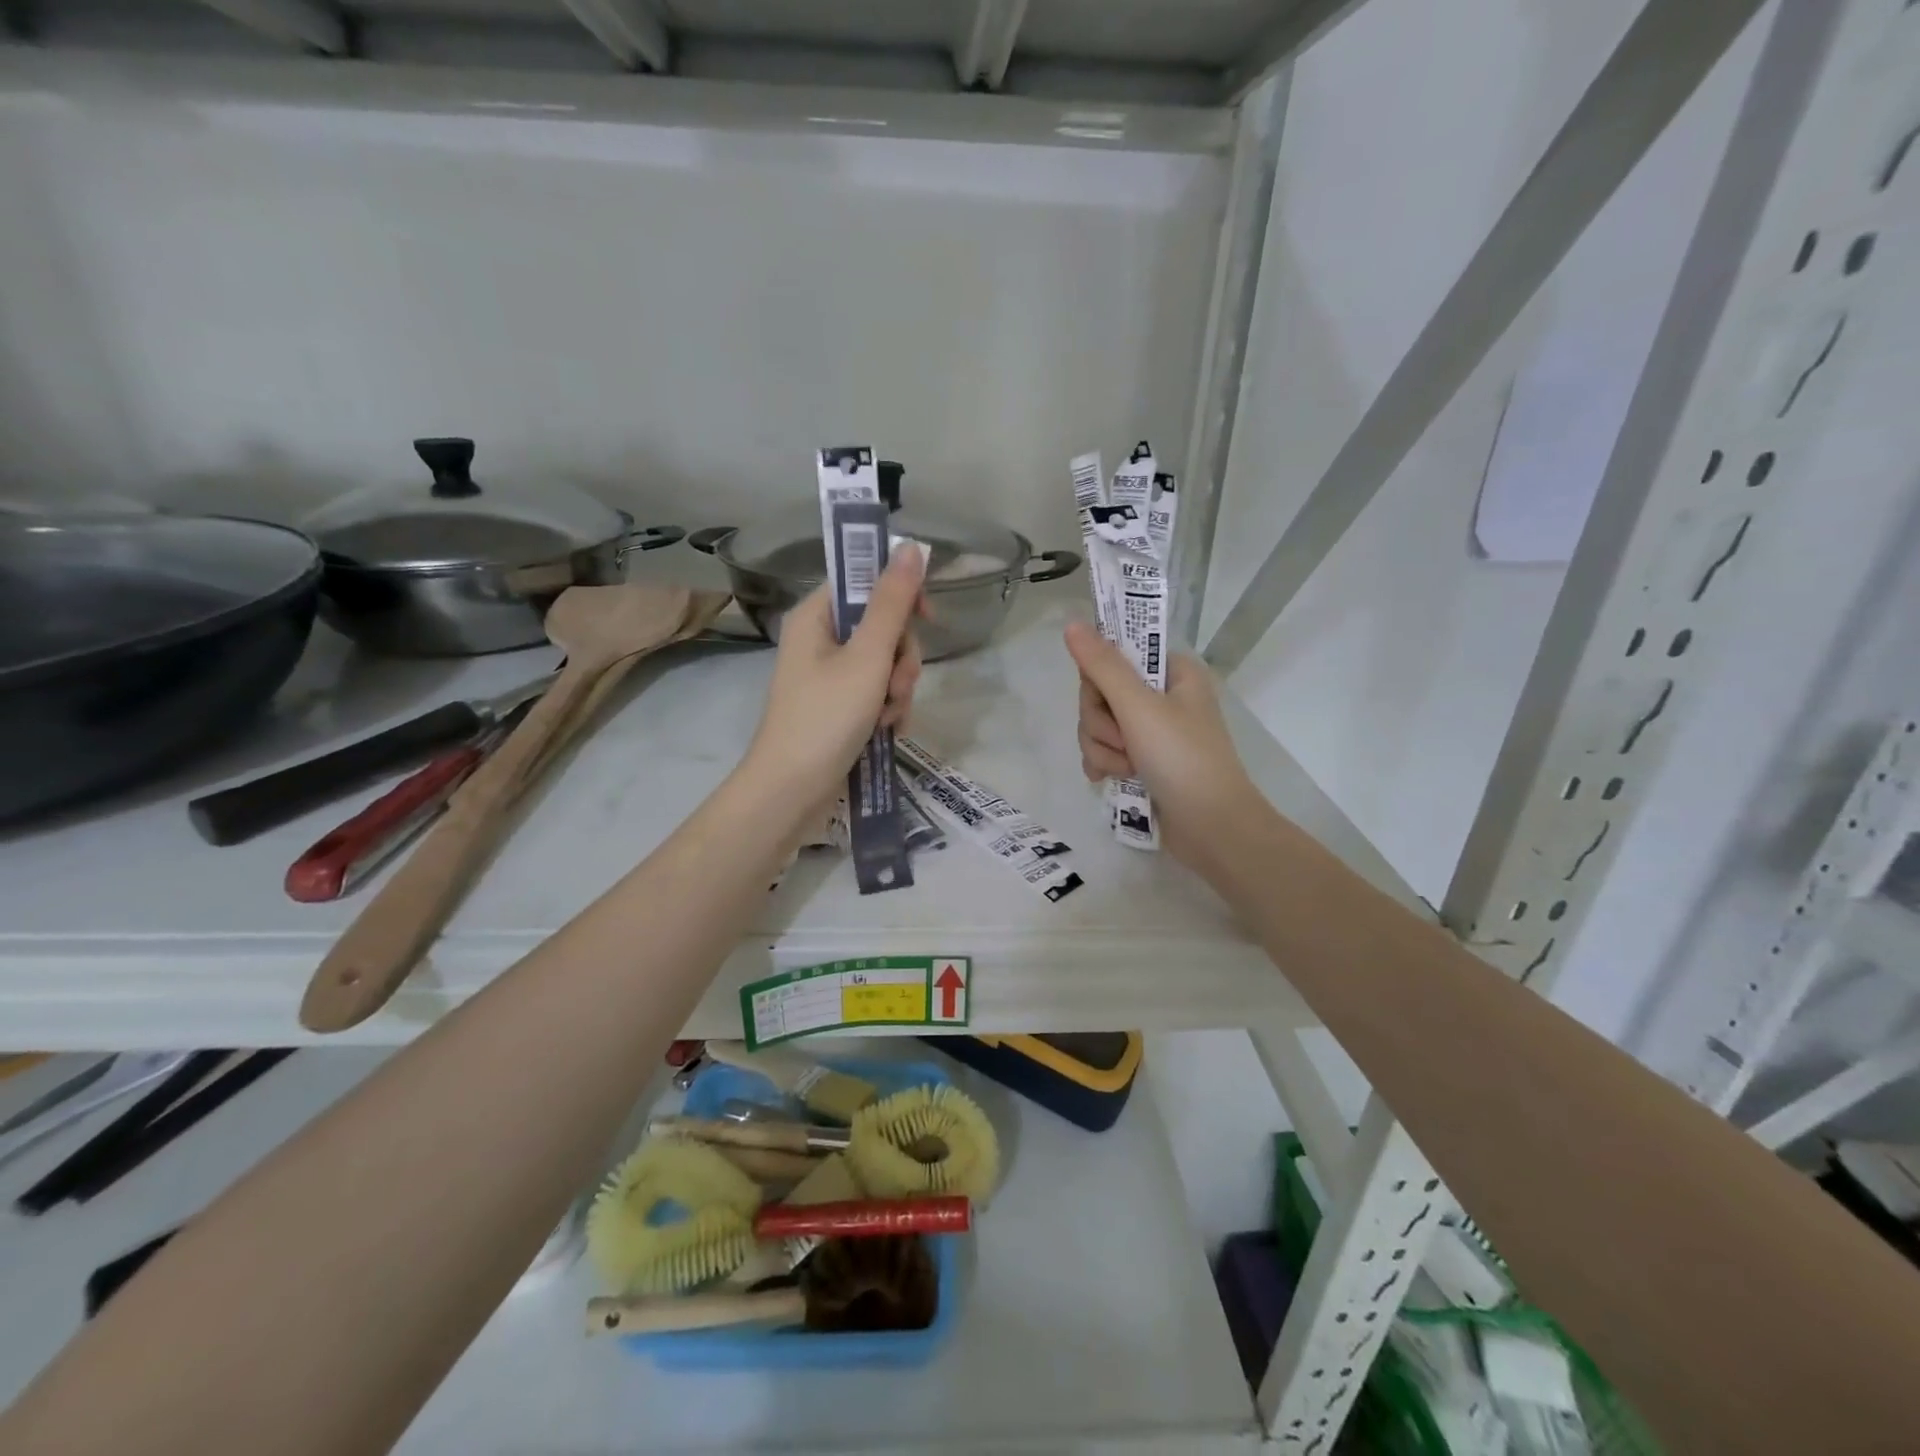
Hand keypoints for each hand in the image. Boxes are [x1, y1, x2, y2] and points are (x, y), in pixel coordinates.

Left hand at [743, 545, 925, 808]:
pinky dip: (887, 709)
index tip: (927, 619)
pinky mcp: (838, 706)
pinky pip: (876, 692)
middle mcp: (820, 640)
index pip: (865, 582)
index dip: (900, 596)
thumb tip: (913, 546)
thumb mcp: (867, 657)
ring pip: (885, 663)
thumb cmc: (825, 718)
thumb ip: (893, 603)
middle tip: (897, 687)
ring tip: (888, 718)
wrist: (791, 792)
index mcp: (816, 616)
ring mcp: (829, 676)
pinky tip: (887, 731)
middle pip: (881, 626)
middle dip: (901, 659)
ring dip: (897, 689)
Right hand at [1065, 621, 1259, 873]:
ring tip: (1127, 769)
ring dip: (1103, 748)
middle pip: (1100, 693)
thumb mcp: (1139, 707)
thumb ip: (1102, 666)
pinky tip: (1110, 779)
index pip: (1114, 655)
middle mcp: (1162, 696)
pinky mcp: (1142, 761)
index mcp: (1172, 672)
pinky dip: (1104, 764)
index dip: (1099, 680)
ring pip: (1097, 725)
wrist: (1212, 828)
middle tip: (1125, 742)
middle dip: (1101, 723)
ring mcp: (1151, 731)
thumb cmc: (1183, 759)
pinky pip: (1104, 750)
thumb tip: (1072, 623)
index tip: (1108, 700)